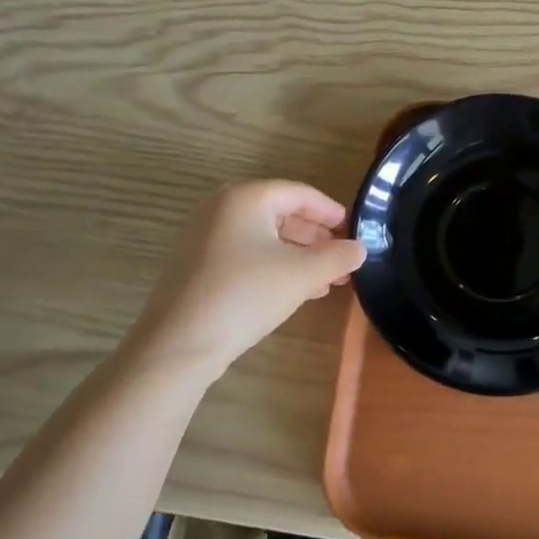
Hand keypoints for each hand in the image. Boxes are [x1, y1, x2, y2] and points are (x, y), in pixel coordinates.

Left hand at [121, 180, 366, 380]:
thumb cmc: (245, 295)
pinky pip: (245, 254)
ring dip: (299, 256)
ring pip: (264, 238)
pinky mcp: (197, 265)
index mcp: (246, 197)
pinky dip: (274, 266)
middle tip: (343, 260)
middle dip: (316, 238)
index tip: (354, 231)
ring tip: (327, 280)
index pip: (300, 193)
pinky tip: (296, 291)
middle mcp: (221, 208)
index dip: (331, 212)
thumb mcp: (302, 275)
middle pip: (281, 214)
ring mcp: (205, 237)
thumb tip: (360, 249)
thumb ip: (338, 257)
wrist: (178, 345)